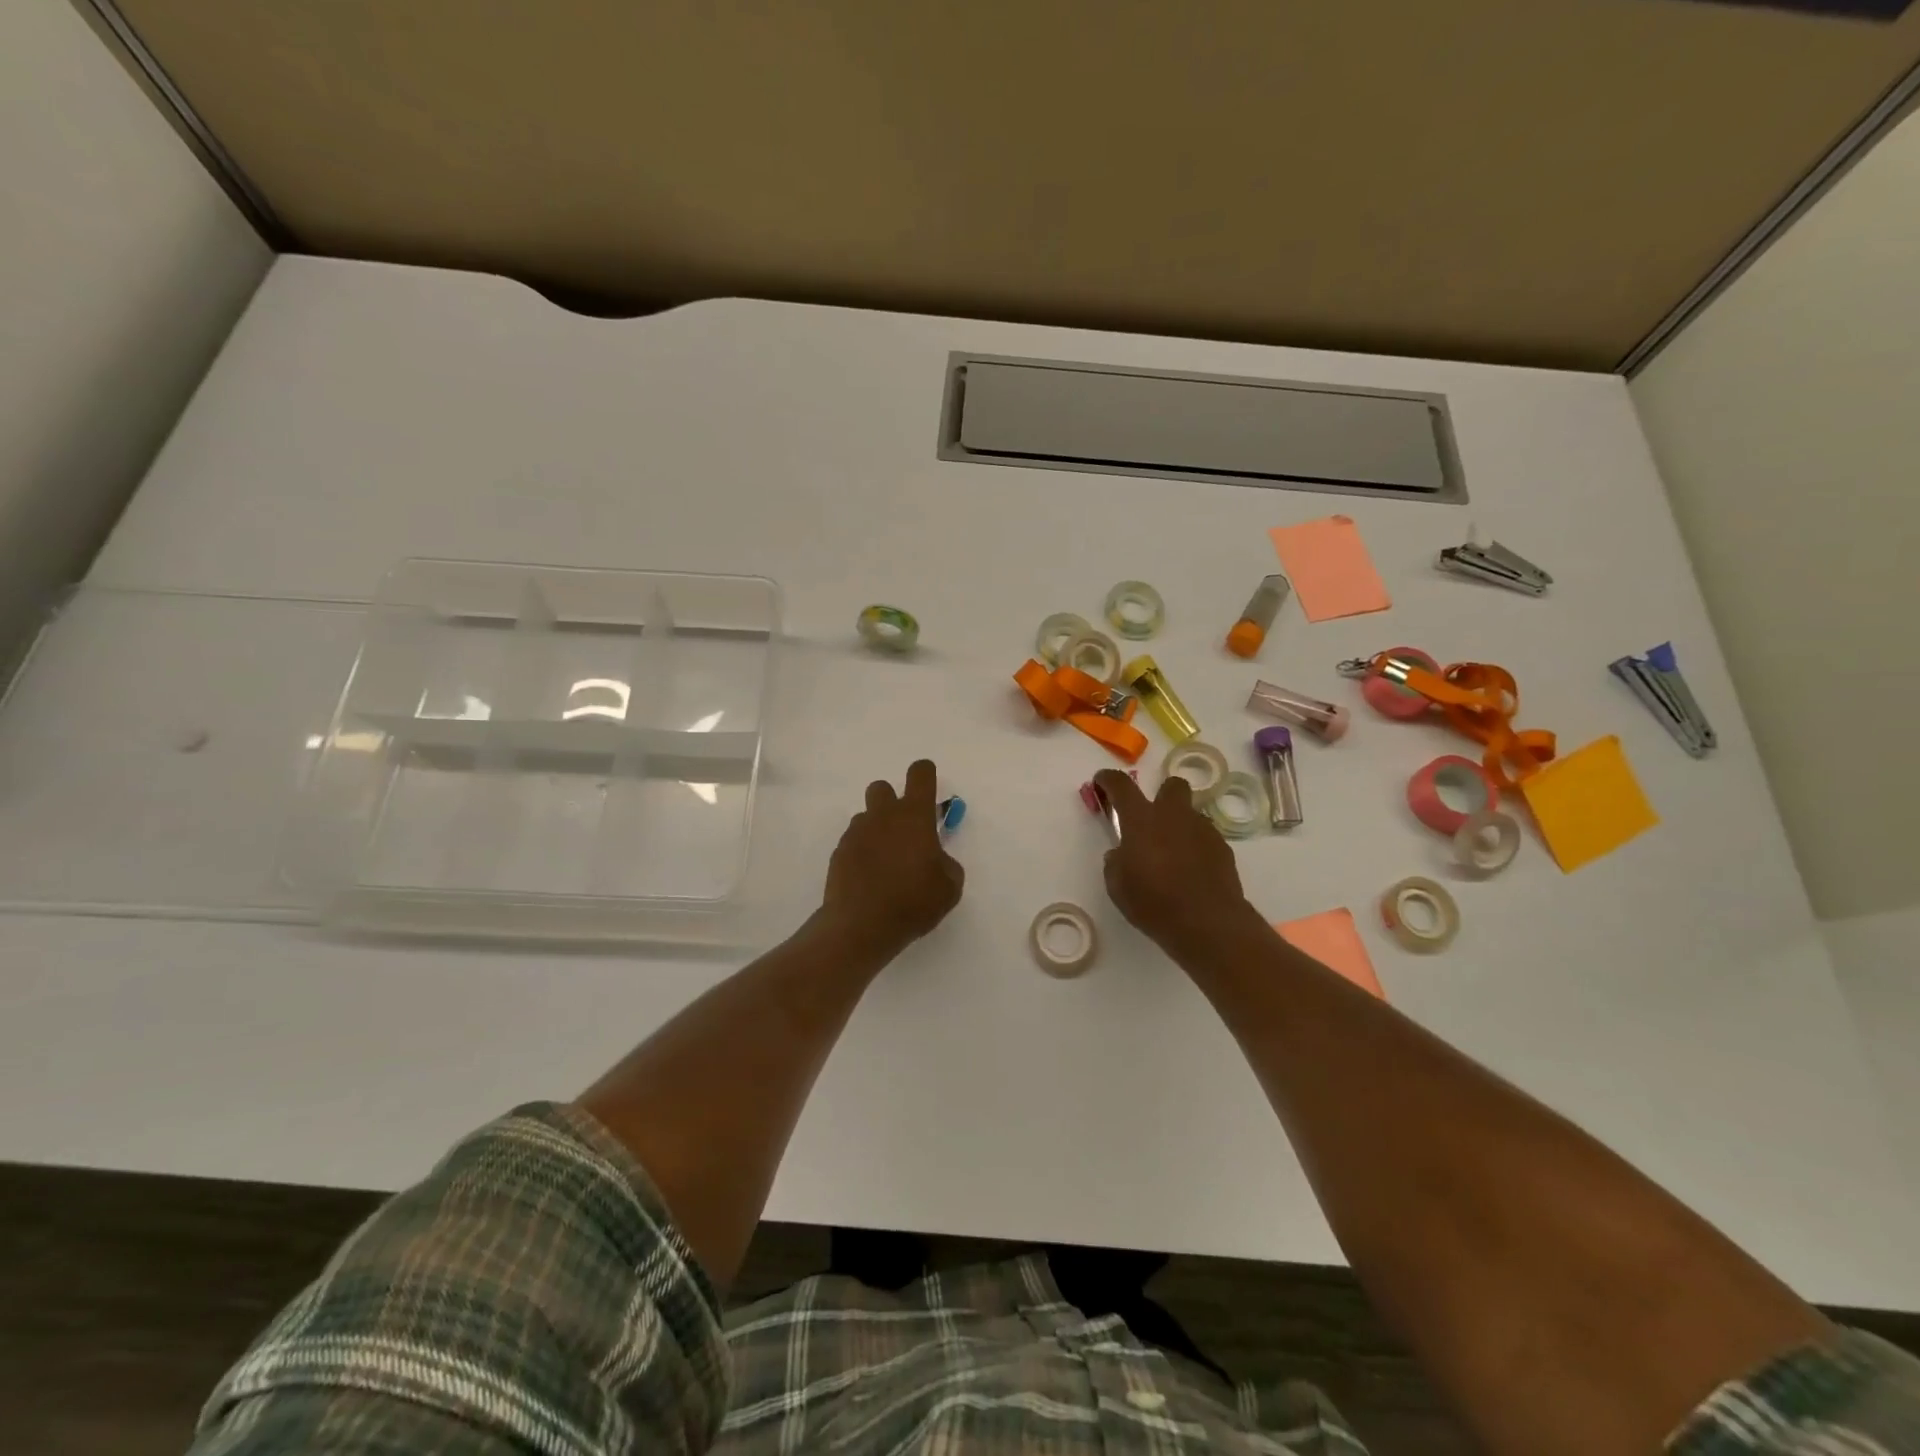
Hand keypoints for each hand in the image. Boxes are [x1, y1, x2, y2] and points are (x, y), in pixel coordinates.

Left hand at [820, 759, 964, 957]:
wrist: (861, 925)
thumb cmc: (913, 902)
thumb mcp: (949, 887)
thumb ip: (946, 864)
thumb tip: (936, 859)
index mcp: (914, 816)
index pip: (920, 774)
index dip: (925, 774)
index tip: (928, 787)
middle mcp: (883, 816)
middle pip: (882, 787)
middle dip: (892, 801)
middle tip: (904, 830)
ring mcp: (857, 832)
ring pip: (866, 816)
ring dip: (876, 828)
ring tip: (885, 860)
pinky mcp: (839, 852)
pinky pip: (853, 841)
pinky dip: (862, 851)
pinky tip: (869, 877)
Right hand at [1093, 768, 1252, 956]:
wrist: (1207, 923)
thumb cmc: (1153, 902)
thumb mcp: (1117, 885)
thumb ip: (1116, 861)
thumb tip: (1122, 854)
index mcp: (1141, 820)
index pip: (1121, 785)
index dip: (1108, 779)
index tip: (1102, 781)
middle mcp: (1174, 816)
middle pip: (1171, 785)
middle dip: (1161, 794)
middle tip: (1151, 819)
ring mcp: (1202, 829)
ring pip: (1190, 813)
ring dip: (1179, 825)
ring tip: (1172, 854)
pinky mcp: (1223, 848)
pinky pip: (1205, 837)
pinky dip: (1196, 846)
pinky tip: (1191, 871)